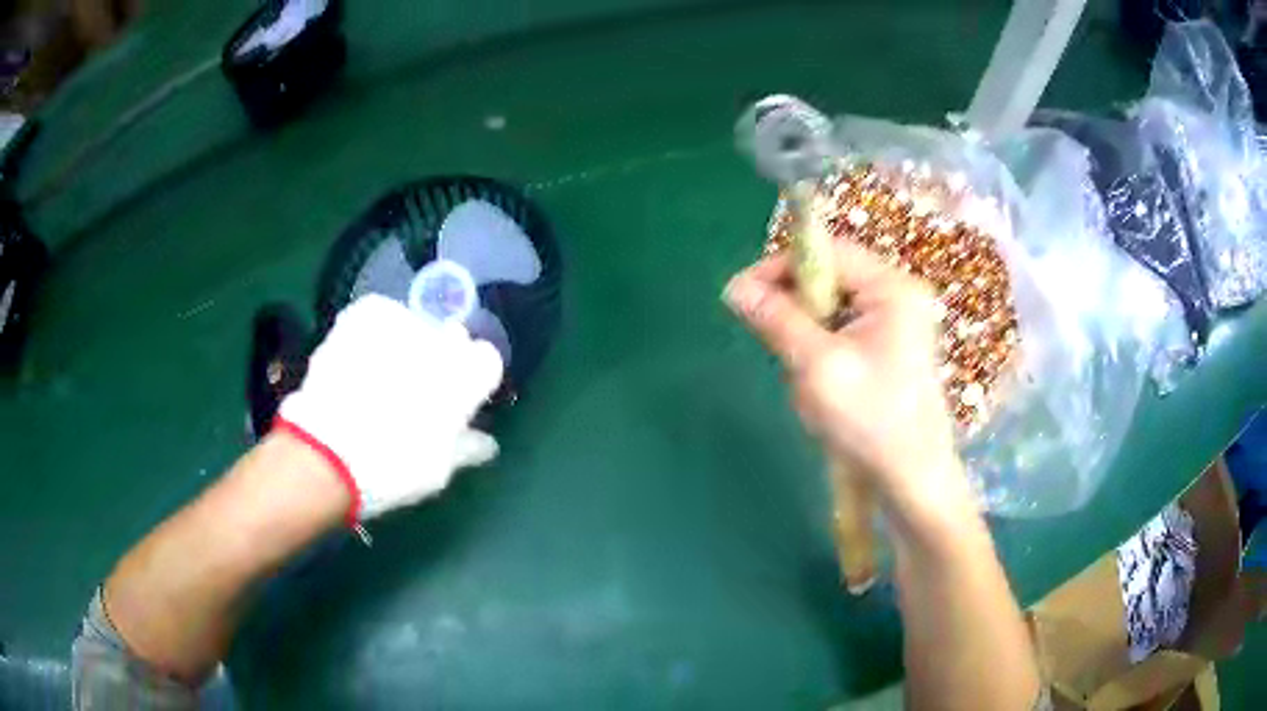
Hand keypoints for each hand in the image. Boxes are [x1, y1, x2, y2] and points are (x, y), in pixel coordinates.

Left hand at [277, 294, 503, 523]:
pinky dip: (375, 331)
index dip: (473, 382)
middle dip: (442, 359)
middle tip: (418, 391)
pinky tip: (360, 357)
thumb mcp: (439, 471)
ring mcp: (403, 321)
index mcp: (469, 377)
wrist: (328, 451)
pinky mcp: (367, 312)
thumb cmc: (394, 469)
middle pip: (453, 339)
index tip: (458, 403)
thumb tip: (486, 443)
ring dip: (408, 345)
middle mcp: (443, 340)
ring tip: (381, 375)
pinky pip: (381, 314)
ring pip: (416, 326)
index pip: (487, 362)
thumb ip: (466, 448)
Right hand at [723, 242, 970, 519]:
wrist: (912, 480)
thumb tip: (735, 287)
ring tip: (808, 382)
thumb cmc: (872, 422)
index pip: (827, 251)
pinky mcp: (890, 347)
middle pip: (830, 279)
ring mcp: (897, 322)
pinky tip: (823, 390)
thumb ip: (777, 320)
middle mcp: (898, 294)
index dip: (780, 266)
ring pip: (831, 309)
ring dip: (807, 340)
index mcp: (892, 288)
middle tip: (776, 347)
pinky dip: (822, 355)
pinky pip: (842, 333)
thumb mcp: (818, 367)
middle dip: (796, 312)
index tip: (740, 294)